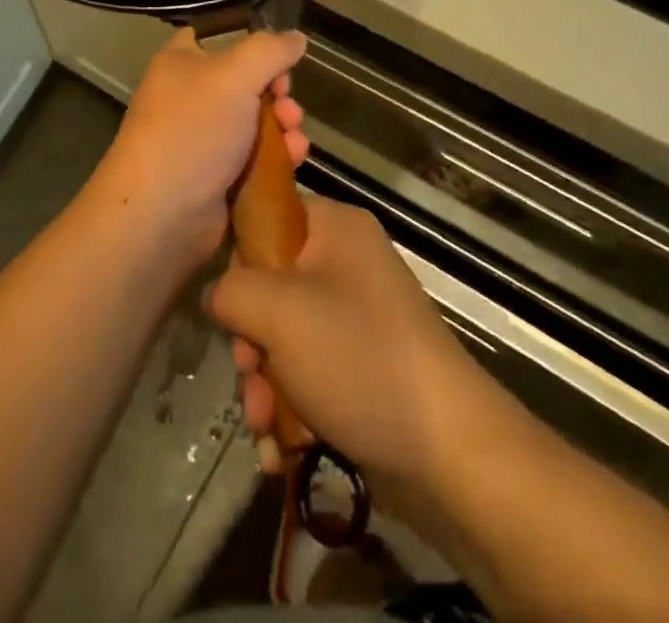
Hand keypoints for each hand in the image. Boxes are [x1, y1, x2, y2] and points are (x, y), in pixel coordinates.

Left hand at [83, 28, 308, 273]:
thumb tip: (296, 37)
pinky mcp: (218, 177)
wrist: (161, 216)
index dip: (250, 43)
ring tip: (295, 139)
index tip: (277, 57)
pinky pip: (256, 158)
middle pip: (246, 82)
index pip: (215, 37)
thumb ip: (270, 50)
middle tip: (288, 104)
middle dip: (278, 92)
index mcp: (181, 63)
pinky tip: (294, 160)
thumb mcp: (234, 75)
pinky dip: (278, 157)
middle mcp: (190, 97)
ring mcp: (203, 140)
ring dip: (284, 126)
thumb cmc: (192, 130)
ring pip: (256, 122)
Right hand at [207, 195, 483, 483]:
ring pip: (282, 338)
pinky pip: (306, 374)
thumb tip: (221, 296)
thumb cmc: (358, 359)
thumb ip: (232, 290)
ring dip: (264, 385)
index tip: (231, 302)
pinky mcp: (359, 367)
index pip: (268, 216)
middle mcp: (345, 264)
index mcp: (335, 228)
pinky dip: (288, 408)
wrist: (447, 453)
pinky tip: (281, 448)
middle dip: (251, 342)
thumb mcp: (280, 312)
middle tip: (250, 374)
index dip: (240, 256)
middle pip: (269, 286)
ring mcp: (355, 318)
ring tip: (267, 426)